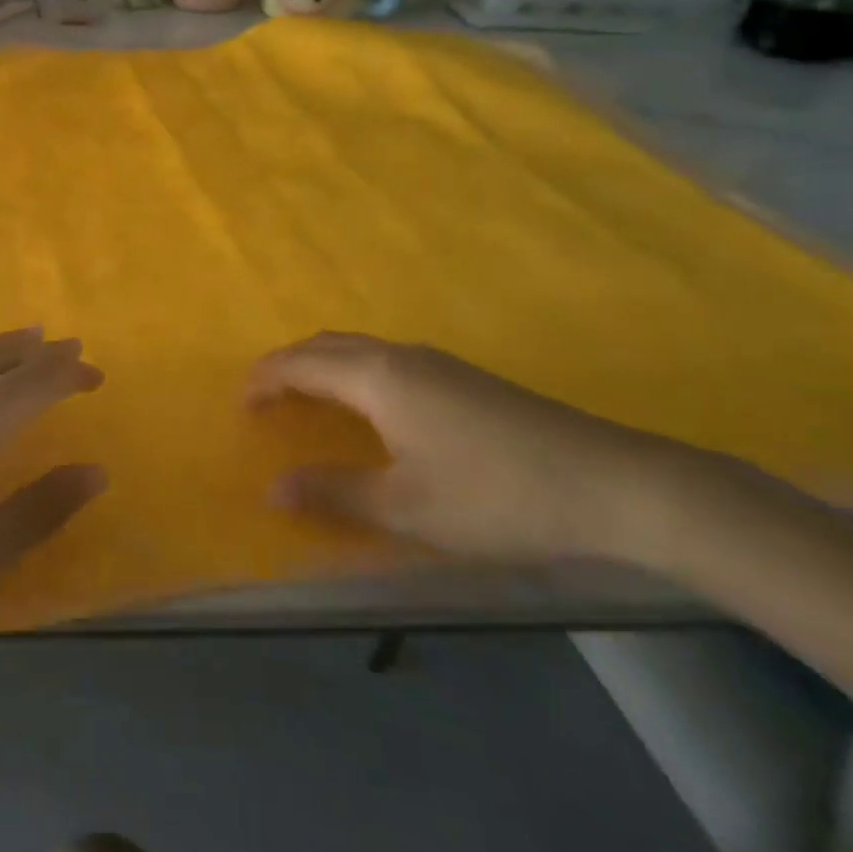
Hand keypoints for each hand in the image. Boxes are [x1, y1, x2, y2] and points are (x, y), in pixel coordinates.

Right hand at [247, 333, 705, 561]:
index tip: (240, 404)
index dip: (265, 378)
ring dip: (323, 367)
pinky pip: (386, 361)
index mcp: (378, 377)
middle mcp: (401, 356)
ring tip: (307, 403)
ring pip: (359, 349)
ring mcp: (437, 363)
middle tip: (265, 399)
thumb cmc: (495, 496)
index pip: (301, 363)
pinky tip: (370, 410)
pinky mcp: (464, 378)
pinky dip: (354, 374)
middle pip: (327, 345)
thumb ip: (334, 494)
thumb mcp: (406, 507)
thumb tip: (272, 489)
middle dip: (288, 364)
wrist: (611, 484)